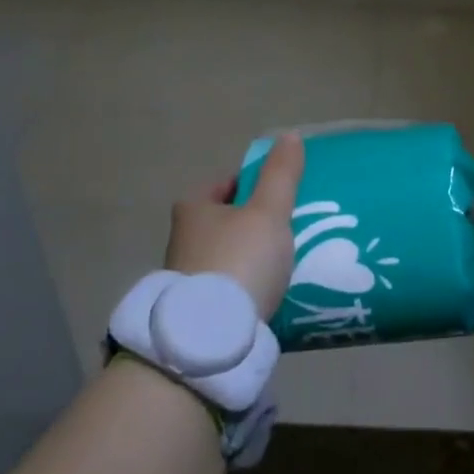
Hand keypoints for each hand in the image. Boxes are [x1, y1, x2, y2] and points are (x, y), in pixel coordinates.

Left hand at [165, 135, 304, 318]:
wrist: (210, 338)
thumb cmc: (239, 260)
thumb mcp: (268, 211)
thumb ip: (281, 175)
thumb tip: (289, 135)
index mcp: (193, 208)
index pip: (226, 183)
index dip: (255, 183)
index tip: (282, 194)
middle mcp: (182, 239)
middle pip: (227, 220)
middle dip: (254, 223)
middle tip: (290, 227)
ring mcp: (186, 278)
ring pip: (228, 256)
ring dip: (252, 257)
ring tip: (287, 262)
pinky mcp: (196, 311)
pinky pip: (230, 288)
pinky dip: (248, 287)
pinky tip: (272, 293)